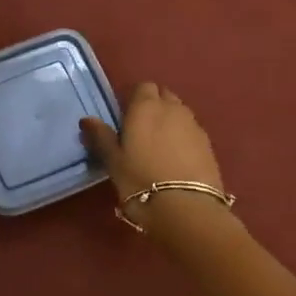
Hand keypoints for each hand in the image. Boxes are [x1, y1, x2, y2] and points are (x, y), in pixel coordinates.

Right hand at [80, 82, 225, 226]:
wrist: (186, 208)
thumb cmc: (140, 180)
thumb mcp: (113, 161)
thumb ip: (101, 136)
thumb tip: (87, 119)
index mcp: (145, 106)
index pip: (142, 86)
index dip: (134, 98)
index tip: (125, 116)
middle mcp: (172, 108)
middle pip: (164, 95)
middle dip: (154, 105)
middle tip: (141, 129)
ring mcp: (194, 125)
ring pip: (180, 112)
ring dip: (170, 120)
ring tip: (159, 145)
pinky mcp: (209, 144)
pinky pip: (192, 131)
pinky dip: (183, 137)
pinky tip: (176, 158)